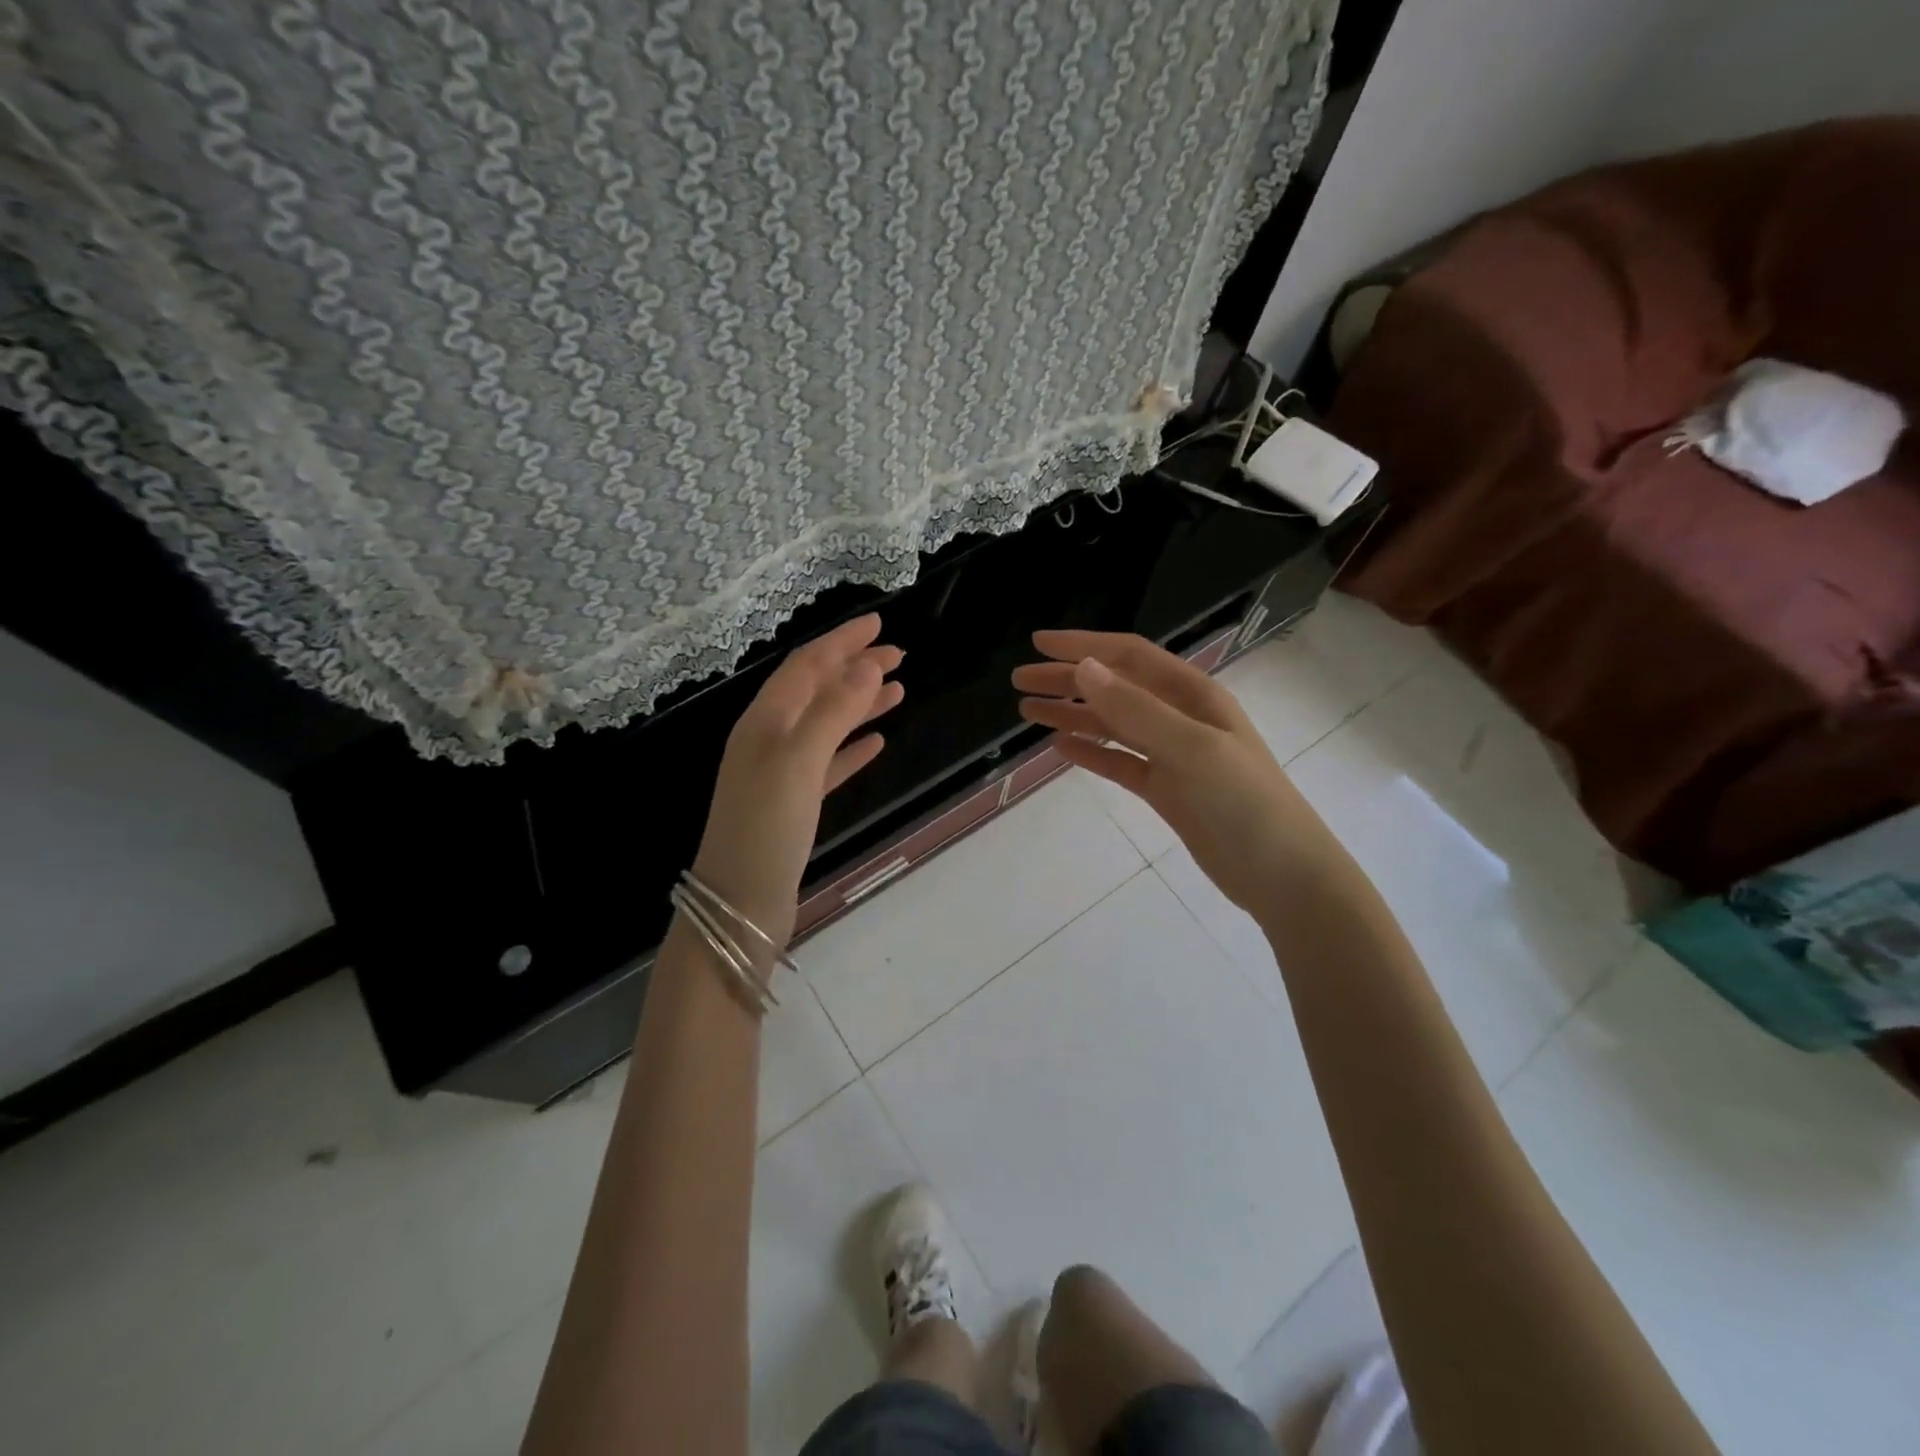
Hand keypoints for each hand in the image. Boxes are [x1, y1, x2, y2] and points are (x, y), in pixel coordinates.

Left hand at [693, 614, 902, 947]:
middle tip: (898, 654)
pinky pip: (828, 763)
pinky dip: (852, 748)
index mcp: (764, 722)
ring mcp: (781, 773)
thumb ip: (833, 712)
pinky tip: (877, 742)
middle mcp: (770, 739)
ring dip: (859, 704)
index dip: (841, 642)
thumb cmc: (765, 828)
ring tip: (898, 690)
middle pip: (817, 691)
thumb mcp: (798, 762)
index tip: (879, 624)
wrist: (739, 903)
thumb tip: (866, 665)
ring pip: (826, 725)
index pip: (806, 666)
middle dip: (854, 668)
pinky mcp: (794, 803)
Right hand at [1012, 631, 1334, 914]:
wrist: (1282, 874)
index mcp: (1192, 695)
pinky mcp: (1165, 790)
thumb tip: (1083, 668)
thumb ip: (1135, 710)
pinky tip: (1061, 747)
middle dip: (1067, 680)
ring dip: (1072, 714)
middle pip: (1114, 688)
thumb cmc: (1244, 803)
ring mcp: (1172, 755)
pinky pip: (1120, 761)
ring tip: (1027, 711)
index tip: (1038, 644)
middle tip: (1020, 681)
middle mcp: (1180, 717)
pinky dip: (1091, 752)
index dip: (1083, 645)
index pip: (1128, 657)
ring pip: (1112, 724)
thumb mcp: (1190, 749)